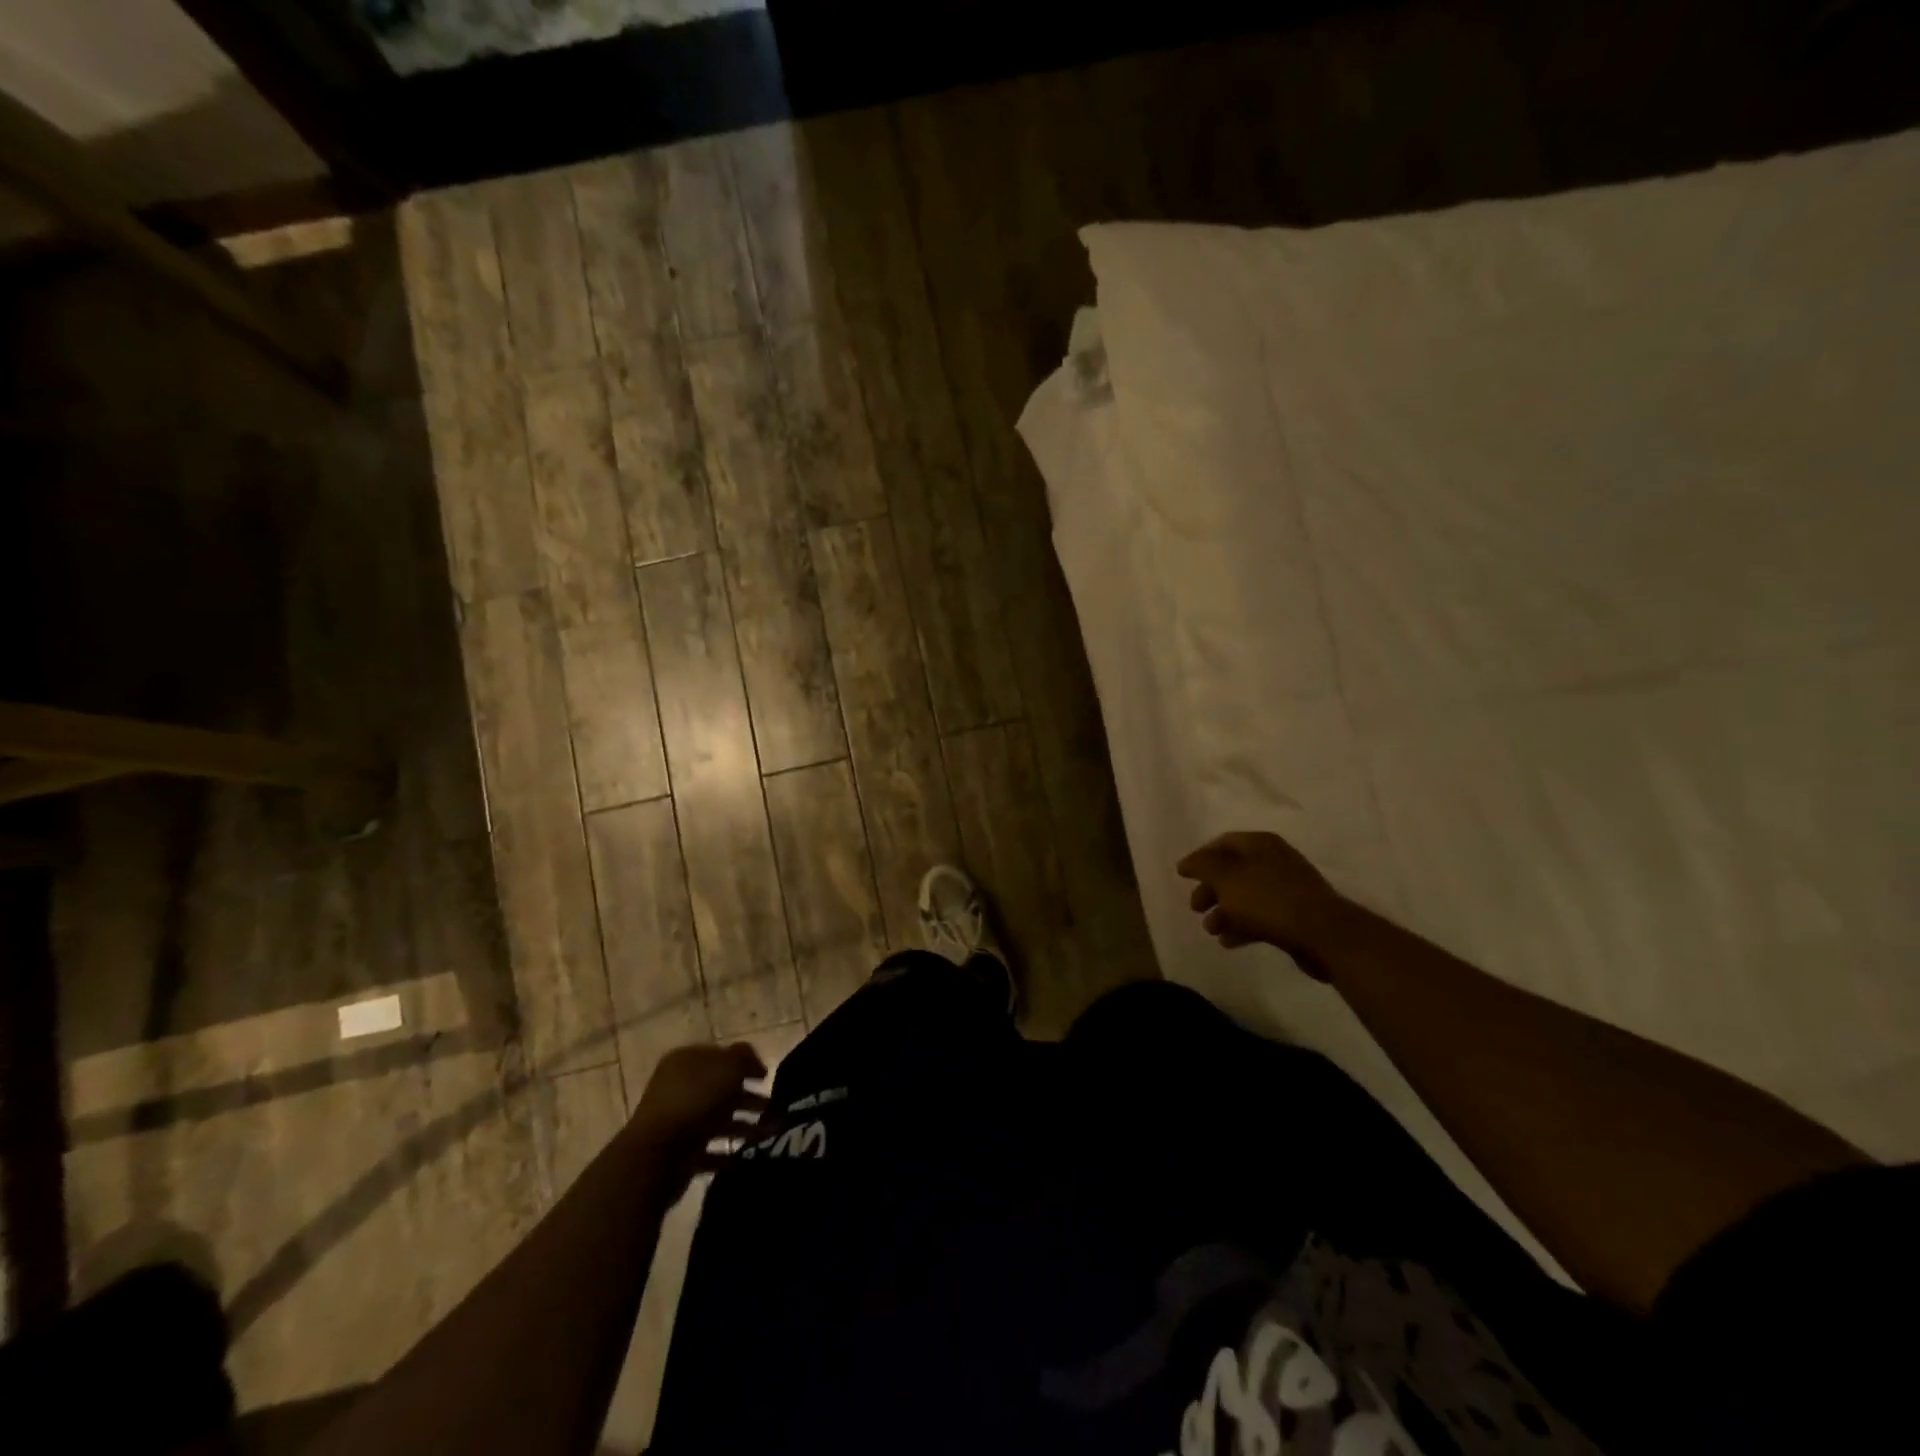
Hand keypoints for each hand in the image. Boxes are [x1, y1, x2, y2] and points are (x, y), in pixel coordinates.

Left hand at [631, 1043, 768, 1176]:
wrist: (657, 1155)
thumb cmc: (695, 1100)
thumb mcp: (728, 1067)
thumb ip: (744, 1058)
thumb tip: (753, 1063)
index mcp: (686, 1061)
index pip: (720, 1055)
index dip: (745, 1063)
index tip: (767, 1077)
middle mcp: (678, 1087)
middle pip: (719, 1088)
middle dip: (747, 1097)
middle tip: (771, 1107)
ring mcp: (676, 1121)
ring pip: (716, 1119)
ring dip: (743, 1125)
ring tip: (768, 1133)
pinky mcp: (678, 1153)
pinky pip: (709, 1149)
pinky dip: (727, 1152)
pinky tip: (747, 1154)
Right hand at [1176, 831, 1346, 975]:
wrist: (1323, 934)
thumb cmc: (1268, 899)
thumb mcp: (1226, 877)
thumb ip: (1202, 866)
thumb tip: (1186, 862)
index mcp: (1260, 845)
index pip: (1222, 843)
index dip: (1200, 858)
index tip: (1183, 876)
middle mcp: (1274, 861)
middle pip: (1233, 871)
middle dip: (1210, 890)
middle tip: (1195, 907)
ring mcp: (1287, 889)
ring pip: (1245, 896)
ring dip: (1223, 912)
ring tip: (1210, 931)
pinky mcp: (1294, 916)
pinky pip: (1260, 917)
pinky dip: (1242, 926)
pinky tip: (1228, 942)